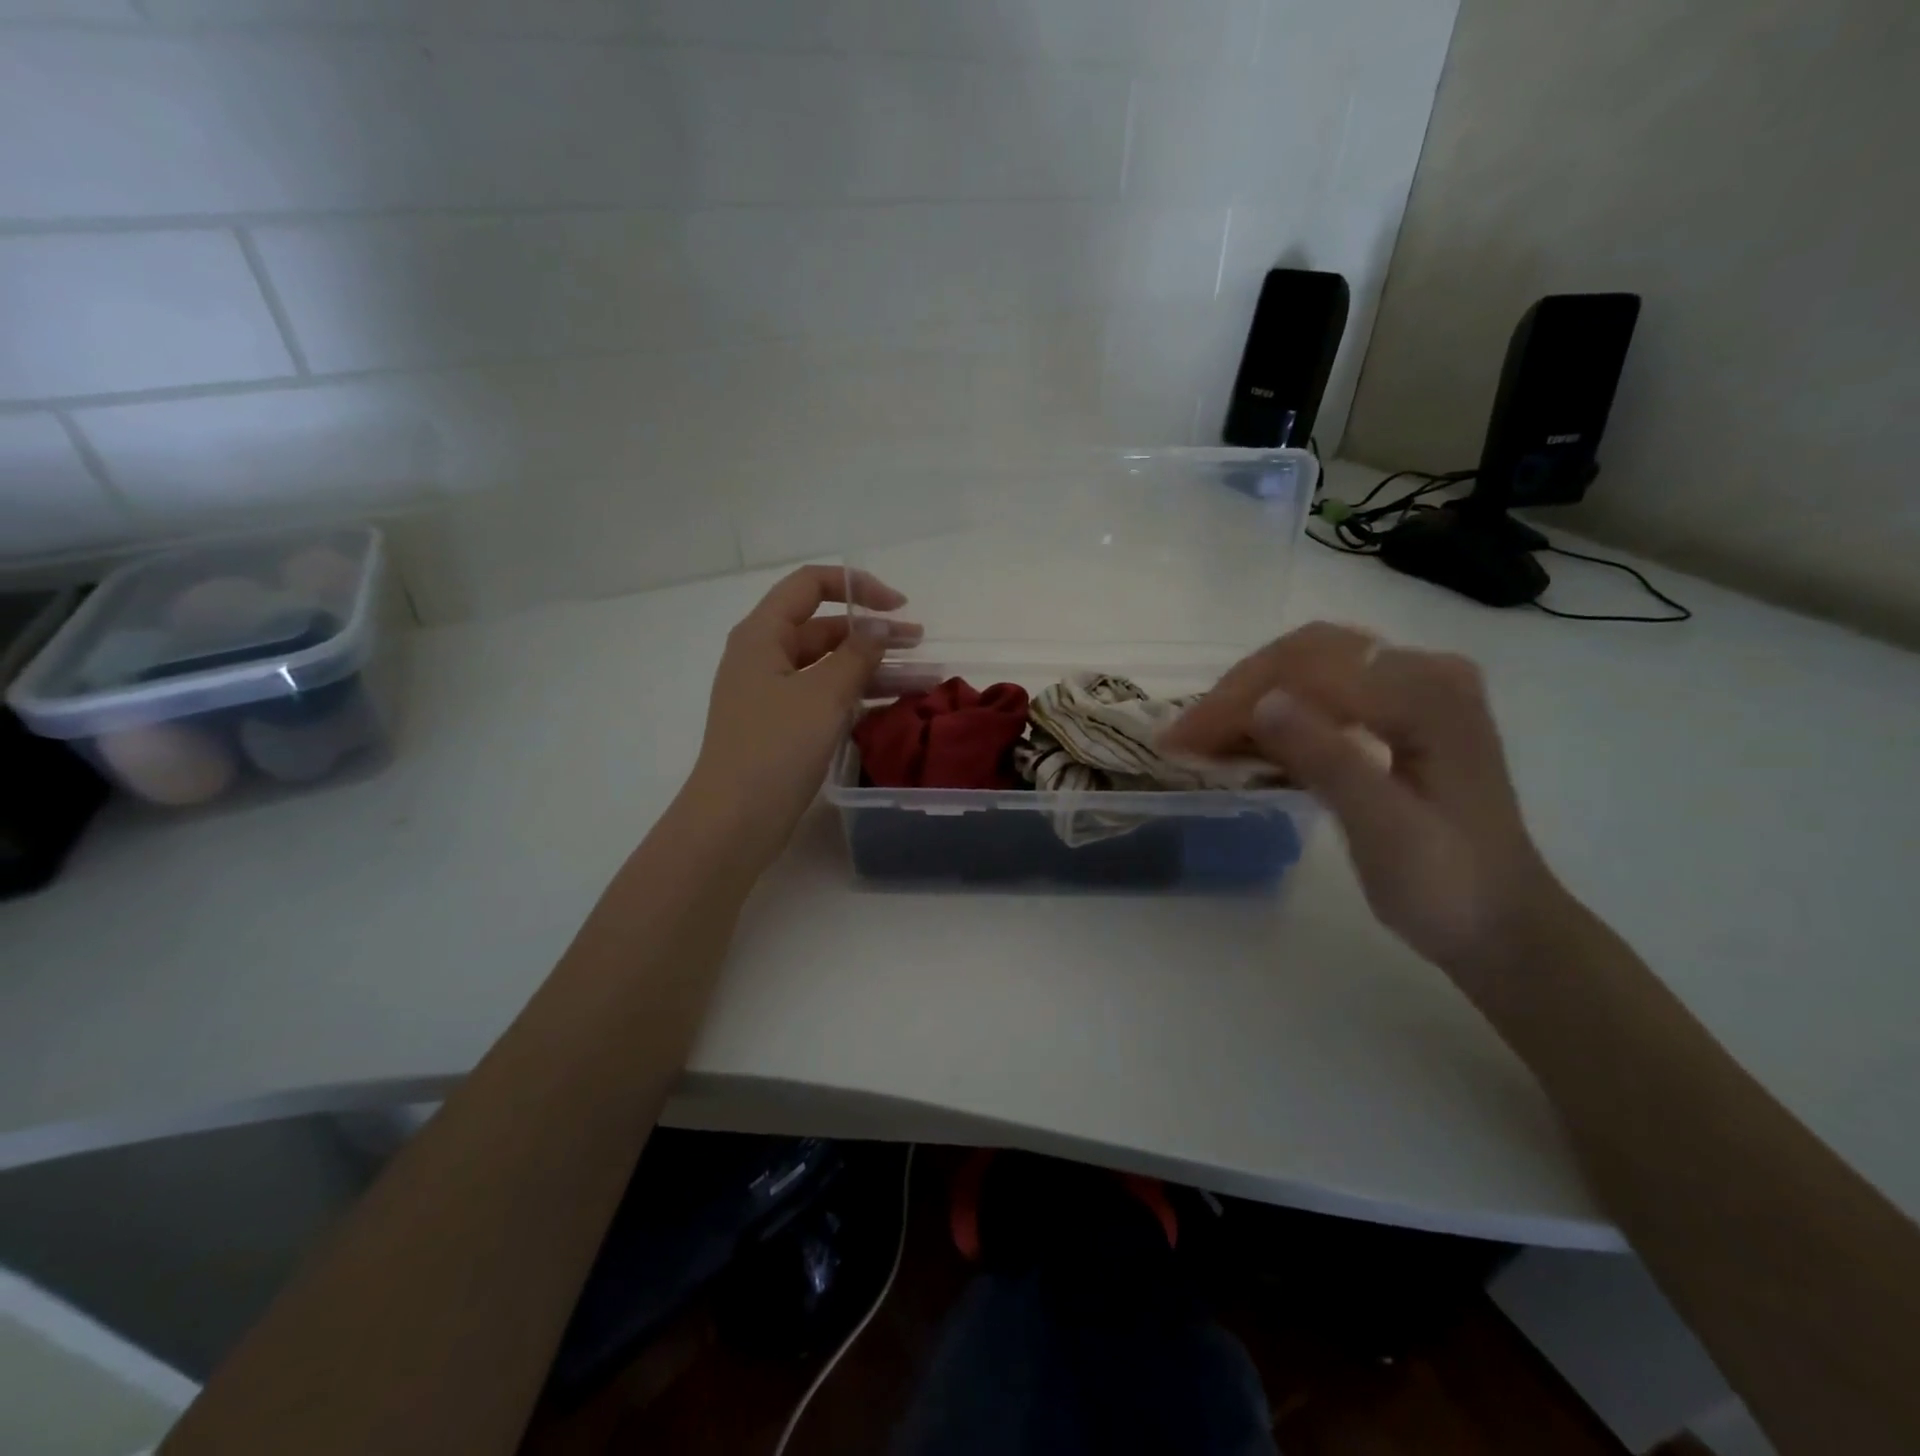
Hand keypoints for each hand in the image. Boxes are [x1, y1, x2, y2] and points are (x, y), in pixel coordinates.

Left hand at [688, 565, 918, 864]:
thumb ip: (857, 655)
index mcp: (763, 634)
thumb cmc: (776, 748)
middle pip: (823, 628)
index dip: (857, 586)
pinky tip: (892, 705)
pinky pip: (824, 697)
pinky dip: (856, 696)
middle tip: (920, 645)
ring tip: (923, 679)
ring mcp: (771, 694)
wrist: (734, 821)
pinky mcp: (781, 726)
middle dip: (873, 633)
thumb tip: (879, 627)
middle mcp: (764, 656)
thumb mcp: (824, 695)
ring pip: (829, 666)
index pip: (810, 585)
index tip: (898, 607)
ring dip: (873, 668)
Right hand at [1160, 623, 1573, 986]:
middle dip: (1238, 692)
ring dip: (1249, 701)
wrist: (1502, 926)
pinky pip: (1322, 694)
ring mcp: (1412, 690)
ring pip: (1308, 670)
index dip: (1237, 701)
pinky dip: (1275, 716)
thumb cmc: (1447, 886)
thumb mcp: (1385, 829)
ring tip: (1199, 740)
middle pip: (1305, 655)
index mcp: (1428, 694)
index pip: (1310, 672)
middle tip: (1184, 737)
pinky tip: (1240, 743)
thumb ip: (1329, 760)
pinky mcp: (1398, 714)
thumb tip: (1263, 701)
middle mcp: (1422, 673)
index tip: (1179, 739)